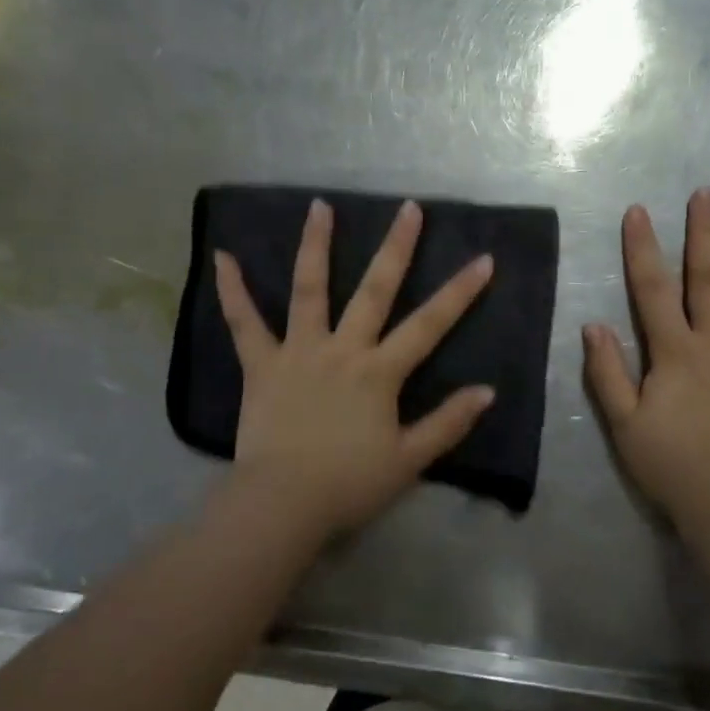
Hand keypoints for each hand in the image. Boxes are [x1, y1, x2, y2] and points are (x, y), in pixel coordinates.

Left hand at [214, 198, 496, 537]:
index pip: (429, 325)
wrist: (282, 505)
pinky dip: (232, 291)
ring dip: (315, 246)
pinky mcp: (261, 366)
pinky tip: (222, 257)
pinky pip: (244, 324)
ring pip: (309, 290)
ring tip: (319, 206)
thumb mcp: (409, 460)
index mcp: (379, 372)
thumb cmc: (349, 484)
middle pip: (374, 290)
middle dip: (396, 248)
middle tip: (409, 208)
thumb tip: (487, 391)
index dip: (460, 292)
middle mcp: (342, 349)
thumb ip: (448, 423)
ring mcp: (299, 352)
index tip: (483, 259)